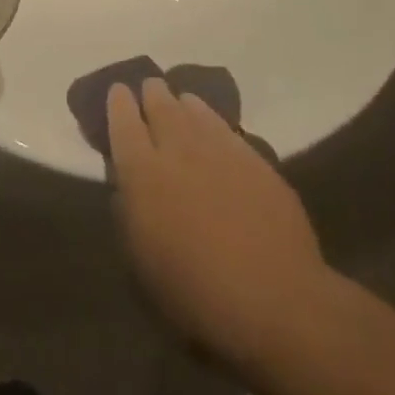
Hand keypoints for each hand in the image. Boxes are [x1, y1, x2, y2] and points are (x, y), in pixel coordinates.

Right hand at [109, 79, 330, 370]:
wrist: (276, 302)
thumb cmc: (196, 296)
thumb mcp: (142, 266)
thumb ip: (128, 215)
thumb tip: (125, 187)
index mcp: (142, 172)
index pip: (122, 119)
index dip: (117, 102)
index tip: (118, 92)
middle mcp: (177, 147)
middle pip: (159, 102)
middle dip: (151, 93)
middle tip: (149, 92)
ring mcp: (219, 147)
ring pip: (194, 107)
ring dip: (182, 104)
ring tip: (181, 105)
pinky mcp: (254, 156)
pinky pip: (224, 126)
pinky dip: (212, 121)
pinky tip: (214, 131)